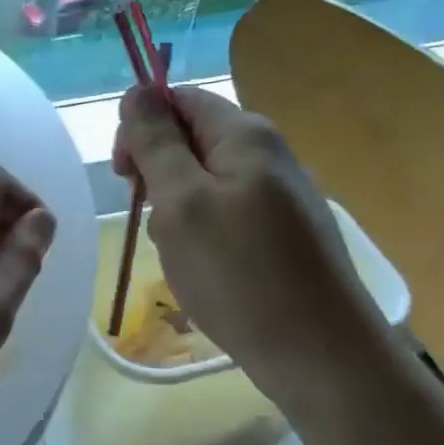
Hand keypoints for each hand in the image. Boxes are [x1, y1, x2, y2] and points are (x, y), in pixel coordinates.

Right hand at [114, 85, 385, 405]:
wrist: (319, 353)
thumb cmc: (239, 273)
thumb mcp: (180, 202)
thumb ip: (155, 143)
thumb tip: (137, 91)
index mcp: (245, 134)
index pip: (178, 100)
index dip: (140, 128)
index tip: (124, 175)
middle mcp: (268, 153)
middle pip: (190, 140)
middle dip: (157, 175)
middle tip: (152, 221)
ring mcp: (281, 194)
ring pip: (204, 182)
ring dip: (176, 211)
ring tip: (179, 254)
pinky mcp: (285, 232)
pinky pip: (226, 214)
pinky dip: (202, 235)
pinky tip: (204, 270)